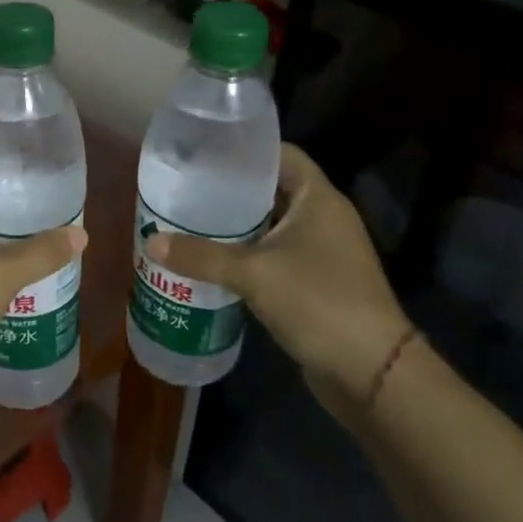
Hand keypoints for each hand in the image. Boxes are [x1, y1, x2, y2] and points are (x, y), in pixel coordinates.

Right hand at [146, 144, 409, 420]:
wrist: (372, 372)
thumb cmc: (318, 302)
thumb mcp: (253, 274)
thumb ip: (201, 256)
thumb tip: (150, 242)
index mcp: (319, 199)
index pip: (282, 154)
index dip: (246, 149)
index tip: (205, 150)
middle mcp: (324, 218)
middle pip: (272, 189)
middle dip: (231, 188)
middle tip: (187, 186)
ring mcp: (323, 252)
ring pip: (272, 225)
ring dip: (237, 224)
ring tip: (190, 219)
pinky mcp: (317, 282)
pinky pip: (275, 255)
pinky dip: (247, 254)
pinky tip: (213, 260)